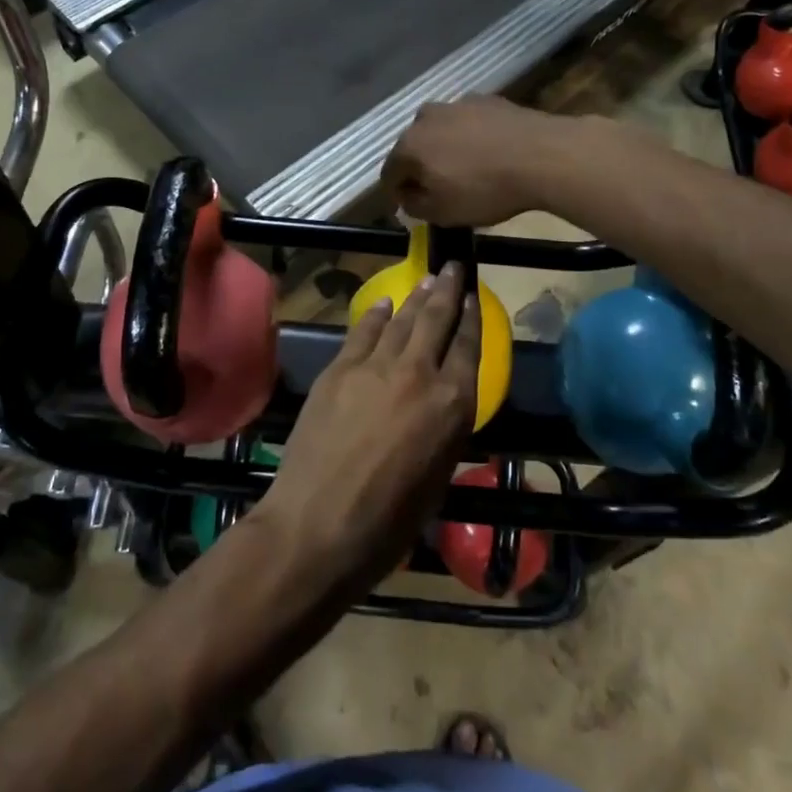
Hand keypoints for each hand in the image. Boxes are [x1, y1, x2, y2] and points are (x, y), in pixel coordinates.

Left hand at [256, 266, 481, 598]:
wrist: (317, 524)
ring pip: (402, 320)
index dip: (473, 319)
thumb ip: (444, 432)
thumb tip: (442, 408)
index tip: (474, 297)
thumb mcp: (436, 480)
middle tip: (453, 268)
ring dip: (416, 297)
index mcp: (452, 405)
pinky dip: (377, 315)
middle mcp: (418, 374)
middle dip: (448, 290)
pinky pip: (363, 332)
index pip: (469, 348)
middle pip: (436, 320)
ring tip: (427, 279)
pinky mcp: (339, 369)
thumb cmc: (387, 522)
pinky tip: (384, 305)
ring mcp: (375, 366)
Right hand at [380, 97, 568, 226]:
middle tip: (437, 189)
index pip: (389, 174)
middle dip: (420, 168)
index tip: (408, 209)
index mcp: (408, 146)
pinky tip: (489, 152)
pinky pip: (468, 123)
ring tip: (466, 169)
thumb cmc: (486, 189)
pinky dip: (471, 137)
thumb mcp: (443, 213)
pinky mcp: (487, 99)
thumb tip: (408, 197)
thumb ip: (415, 206)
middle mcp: (425, 118)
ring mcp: (457, 104)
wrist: (543, 156)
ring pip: (441, 132)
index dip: (396, 195)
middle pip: (413, 148)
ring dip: (445, 149)